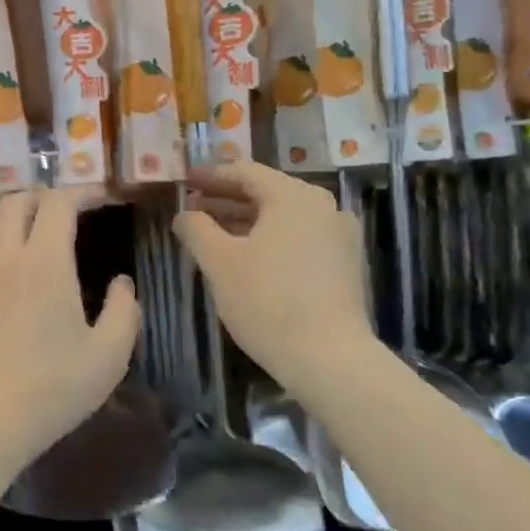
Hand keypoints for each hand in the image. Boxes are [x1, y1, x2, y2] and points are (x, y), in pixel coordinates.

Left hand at [0, 188, 139, 471]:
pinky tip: (9, 268)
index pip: (59, 202)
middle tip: (70, 212)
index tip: (101, 198)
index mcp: (45, 261)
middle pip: (18, 200)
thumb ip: (124, 310)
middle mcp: (4, 255)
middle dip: (47, 196)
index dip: (83, 192)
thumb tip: (121, 282)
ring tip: (39, 236)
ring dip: (18, 218)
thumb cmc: (52, 388)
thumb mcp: (109, 356)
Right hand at [173, 162, 372, 389]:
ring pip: (283, 217)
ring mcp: (339, 235)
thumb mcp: (219, 262)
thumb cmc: (266, 301)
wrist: (328, 357)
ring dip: (246, 220)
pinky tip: (247, 257)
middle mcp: (323, 206)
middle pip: (266, 192)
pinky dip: (270, 238)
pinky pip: (299, 237)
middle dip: (226, 199)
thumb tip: (184, 213)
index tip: (184, 181)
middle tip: (193, 207)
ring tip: (213, 233)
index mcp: (294, 196)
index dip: (210, 176)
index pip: (245, 172)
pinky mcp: (344, 264)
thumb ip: (196, 229)